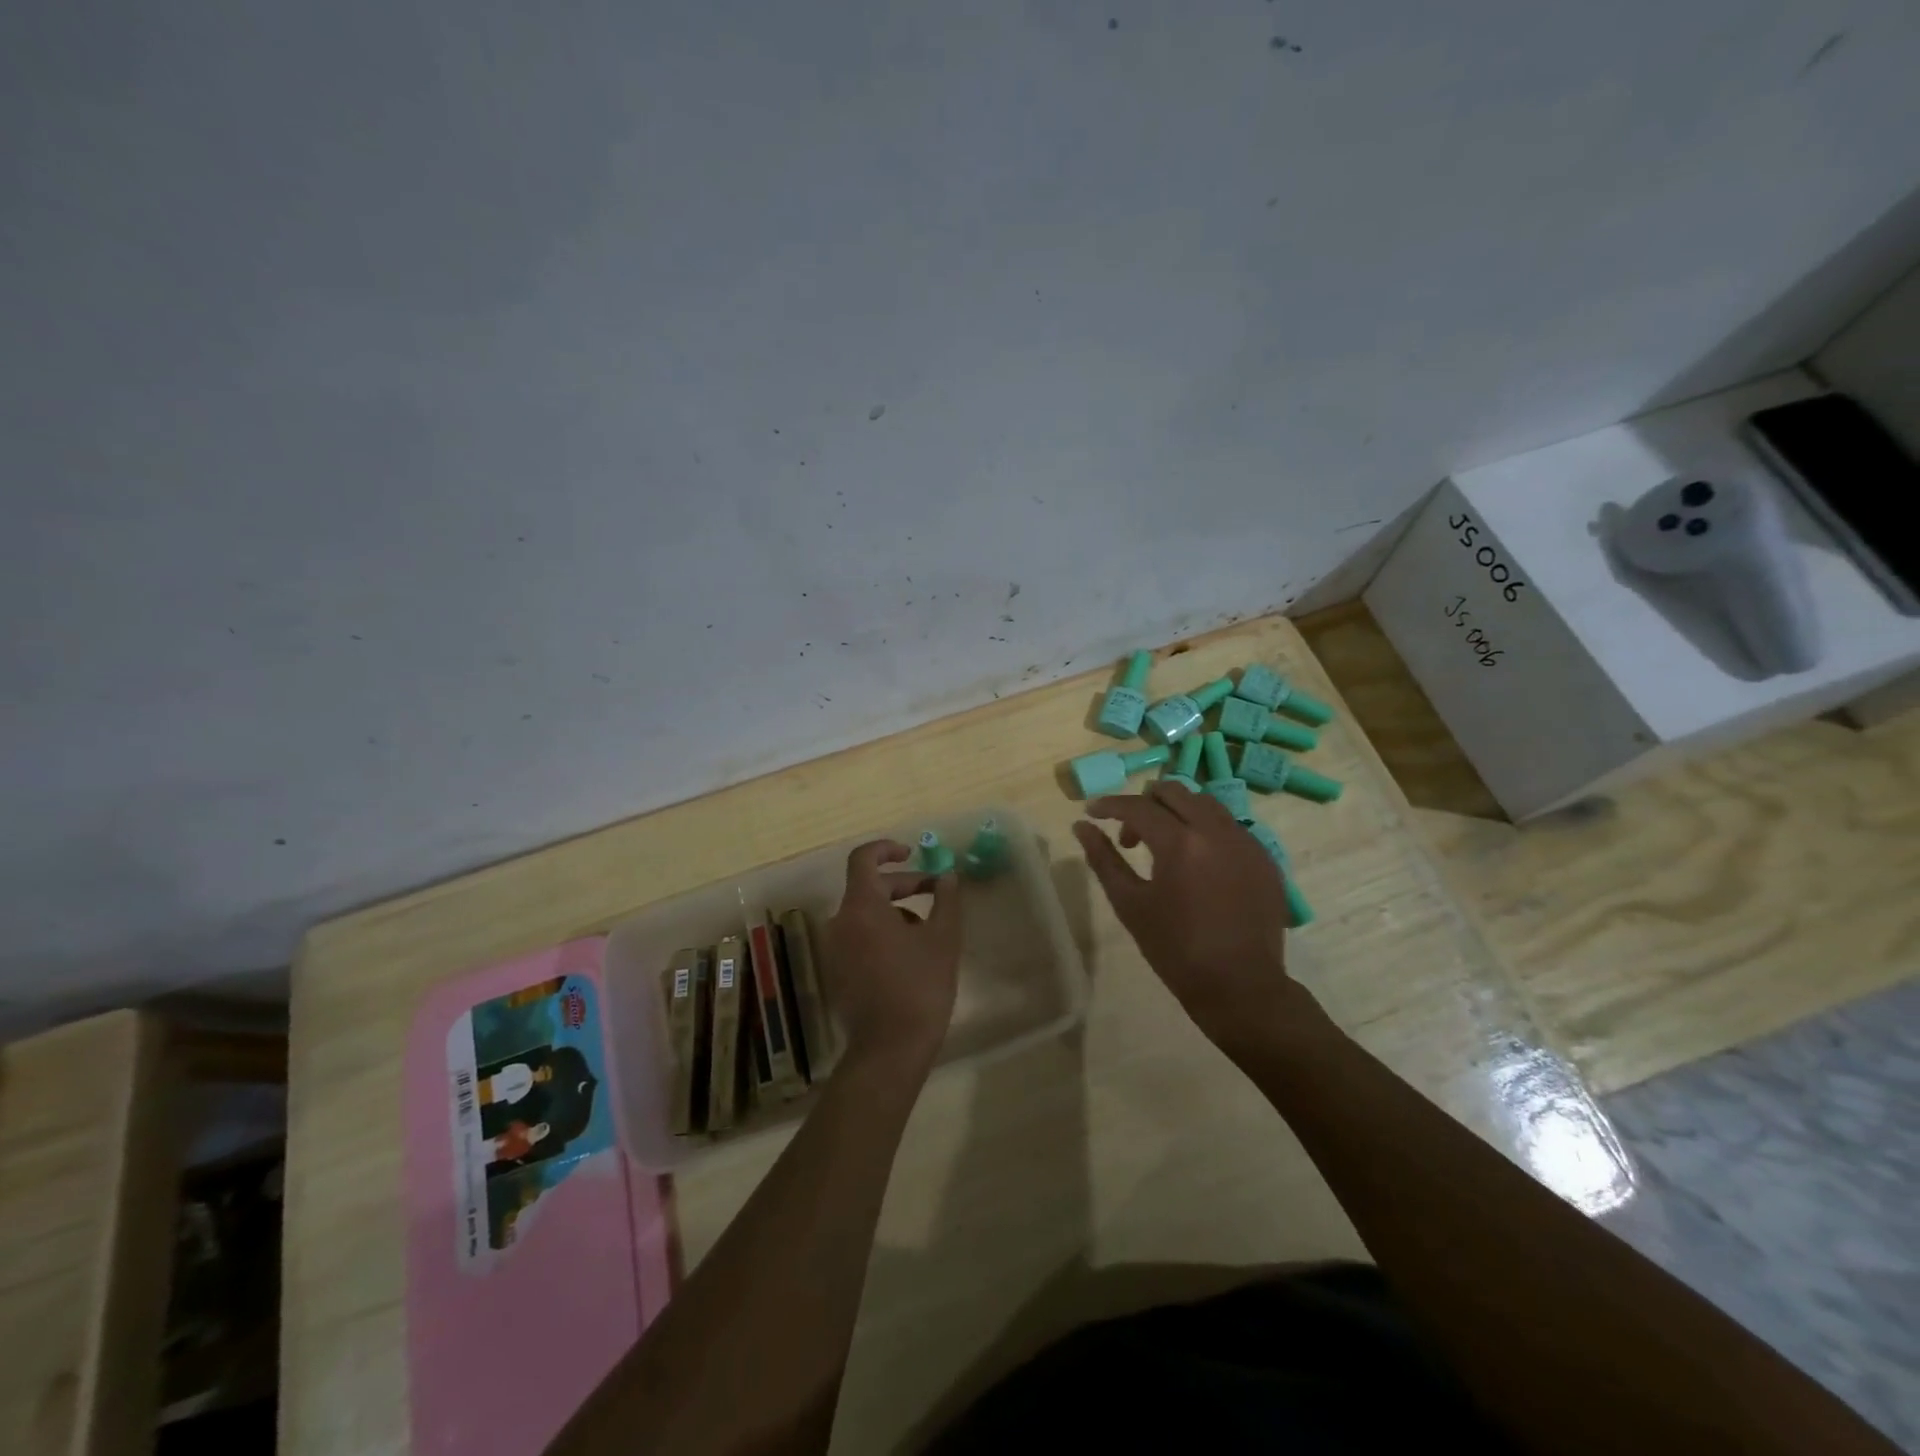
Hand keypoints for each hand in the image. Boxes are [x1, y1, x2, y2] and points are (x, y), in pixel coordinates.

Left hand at [821, 840, 962, 1069]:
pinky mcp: (837, 972)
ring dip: (895, 911)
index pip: (863, 859)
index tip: (912, 852)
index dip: (886, 849)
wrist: (890, 1048)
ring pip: (865, 914)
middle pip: (868, 887)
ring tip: (928, 930)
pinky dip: (882, 933)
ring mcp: (834, 949)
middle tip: (935, 893)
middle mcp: (840, 922)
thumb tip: (947, 876)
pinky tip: (910, 955)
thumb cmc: (920, 986)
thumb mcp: (943, 938)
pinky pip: (859, 937)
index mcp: (861, 907)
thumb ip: (946, 900)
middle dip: (903, 884)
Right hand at [1072, 783, 1324, 1052]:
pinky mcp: (1264, 858)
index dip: (1110, 805)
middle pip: (1174, 791)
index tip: (1091, 811)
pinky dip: (1205, 830)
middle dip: (1145, 803)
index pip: (1138, 806)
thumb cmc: (1175, 949)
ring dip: (1177, 812)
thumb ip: (1103, 858)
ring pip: (1205, 803)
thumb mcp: (1130, 904)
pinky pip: (1229, 826)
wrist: (1240, 987)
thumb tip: (1081, 826)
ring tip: (1164, 845)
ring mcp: (1247, 842)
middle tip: (1129, 834)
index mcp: (1181, 843)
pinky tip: (1197, 863)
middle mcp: (1217, 830)